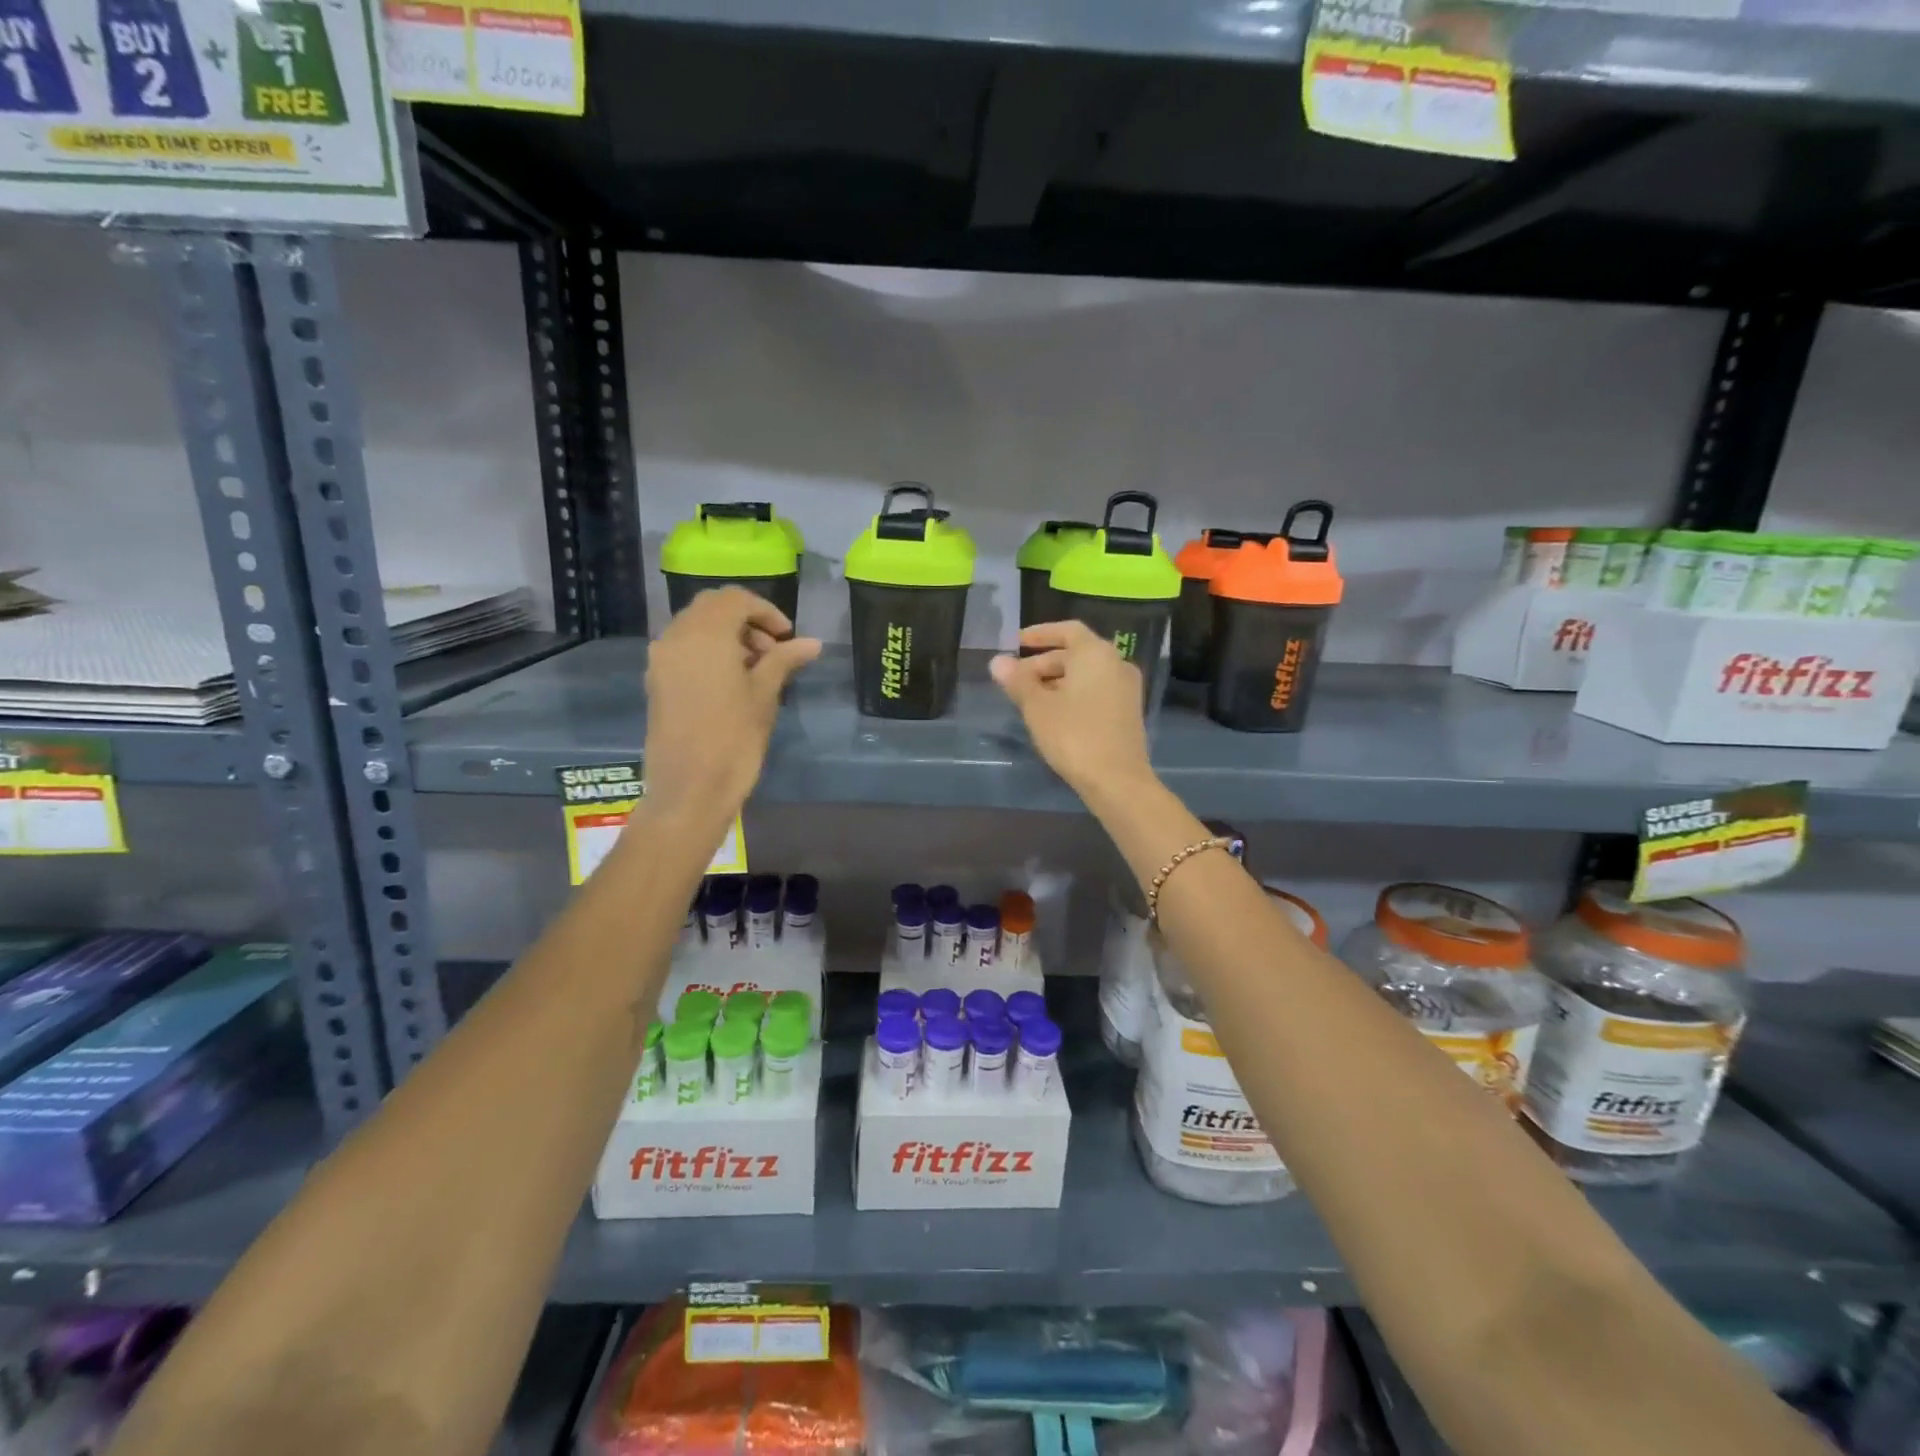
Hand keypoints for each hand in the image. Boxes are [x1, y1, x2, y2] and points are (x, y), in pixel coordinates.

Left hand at [642, 588, 820, 825]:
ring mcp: (661, 659)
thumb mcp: (765, 695)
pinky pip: (683, 648)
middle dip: (745, 620)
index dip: (766, 611)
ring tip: (756, 668)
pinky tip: (731, 681)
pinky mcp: (656, 681)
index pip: (735, 599)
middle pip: (711, 608)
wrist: (689, 789)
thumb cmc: (734, 739)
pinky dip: (709, 651)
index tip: (788, 637)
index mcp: (705, 634)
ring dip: (727, 635)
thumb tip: (812, 642)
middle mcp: (676, 637)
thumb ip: (785, 659)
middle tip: (773, 650)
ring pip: (695, 627)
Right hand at [990, 621, 1152, 801]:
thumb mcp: (1037, 707)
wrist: (1117, 779)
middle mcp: (1116, 663)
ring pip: (1085, 674)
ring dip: (1056, 681)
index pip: (1067, 630)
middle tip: (1016, 680)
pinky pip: (1096, 691)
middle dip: (1043, 663)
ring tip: (1029, 700)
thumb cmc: (1073, 735)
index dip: (1040, 634)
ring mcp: (1126, 688)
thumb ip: (1018, 680)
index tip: (1017, 642)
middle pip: (1075, 654)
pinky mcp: (1127, 712)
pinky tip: (1052, 714)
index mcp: (1095, 653)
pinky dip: (1073, 694)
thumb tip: (998, 661)